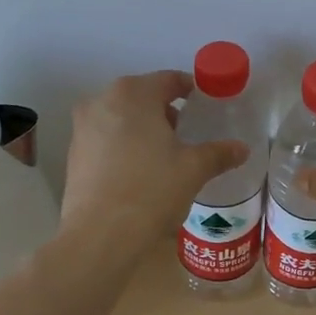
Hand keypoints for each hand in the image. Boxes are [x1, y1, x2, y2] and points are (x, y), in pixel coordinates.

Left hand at [62, 71, 249, 249]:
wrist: (100, 234)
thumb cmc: (152, 190)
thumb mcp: (193, 169)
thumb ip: (219, 153)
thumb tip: (241, 149)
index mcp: (133, 93)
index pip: (169, 80)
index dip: (191, 91)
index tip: (205, 106)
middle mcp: (101, 101)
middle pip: (142, 97)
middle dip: (165, 112)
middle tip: (186, 134)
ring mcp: (82, 127)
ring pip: (121, 118)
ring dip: (143, 130)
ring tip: (164, 156)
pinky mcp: (74, 154)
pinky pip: (105, 140)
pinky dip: (123, 147)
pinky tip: (139, 173)